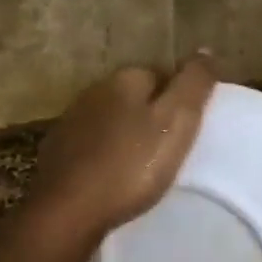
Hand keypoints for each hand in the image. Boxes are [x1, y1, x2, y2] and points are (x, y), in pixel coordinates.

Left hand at [12, 55, 218, 256]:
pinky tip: (113, 177)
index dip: (179, 97)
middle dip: (151, 115)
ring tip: (145, 165)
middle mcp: (92, 92)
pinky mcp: (56, 152)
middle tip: (172, 147)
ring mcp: (70, 122)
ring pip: (110, 120)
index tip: (192, 125)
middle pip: (133, 96)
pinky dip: (105, 155)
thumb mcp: (175, 122)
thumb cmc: (130, 166)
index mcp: (122, 80)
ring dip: (126, 135)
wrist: (67, 211)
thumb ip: (193, 84)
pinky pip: (91, 146)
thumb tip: (205, 50)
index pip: (160, 73)